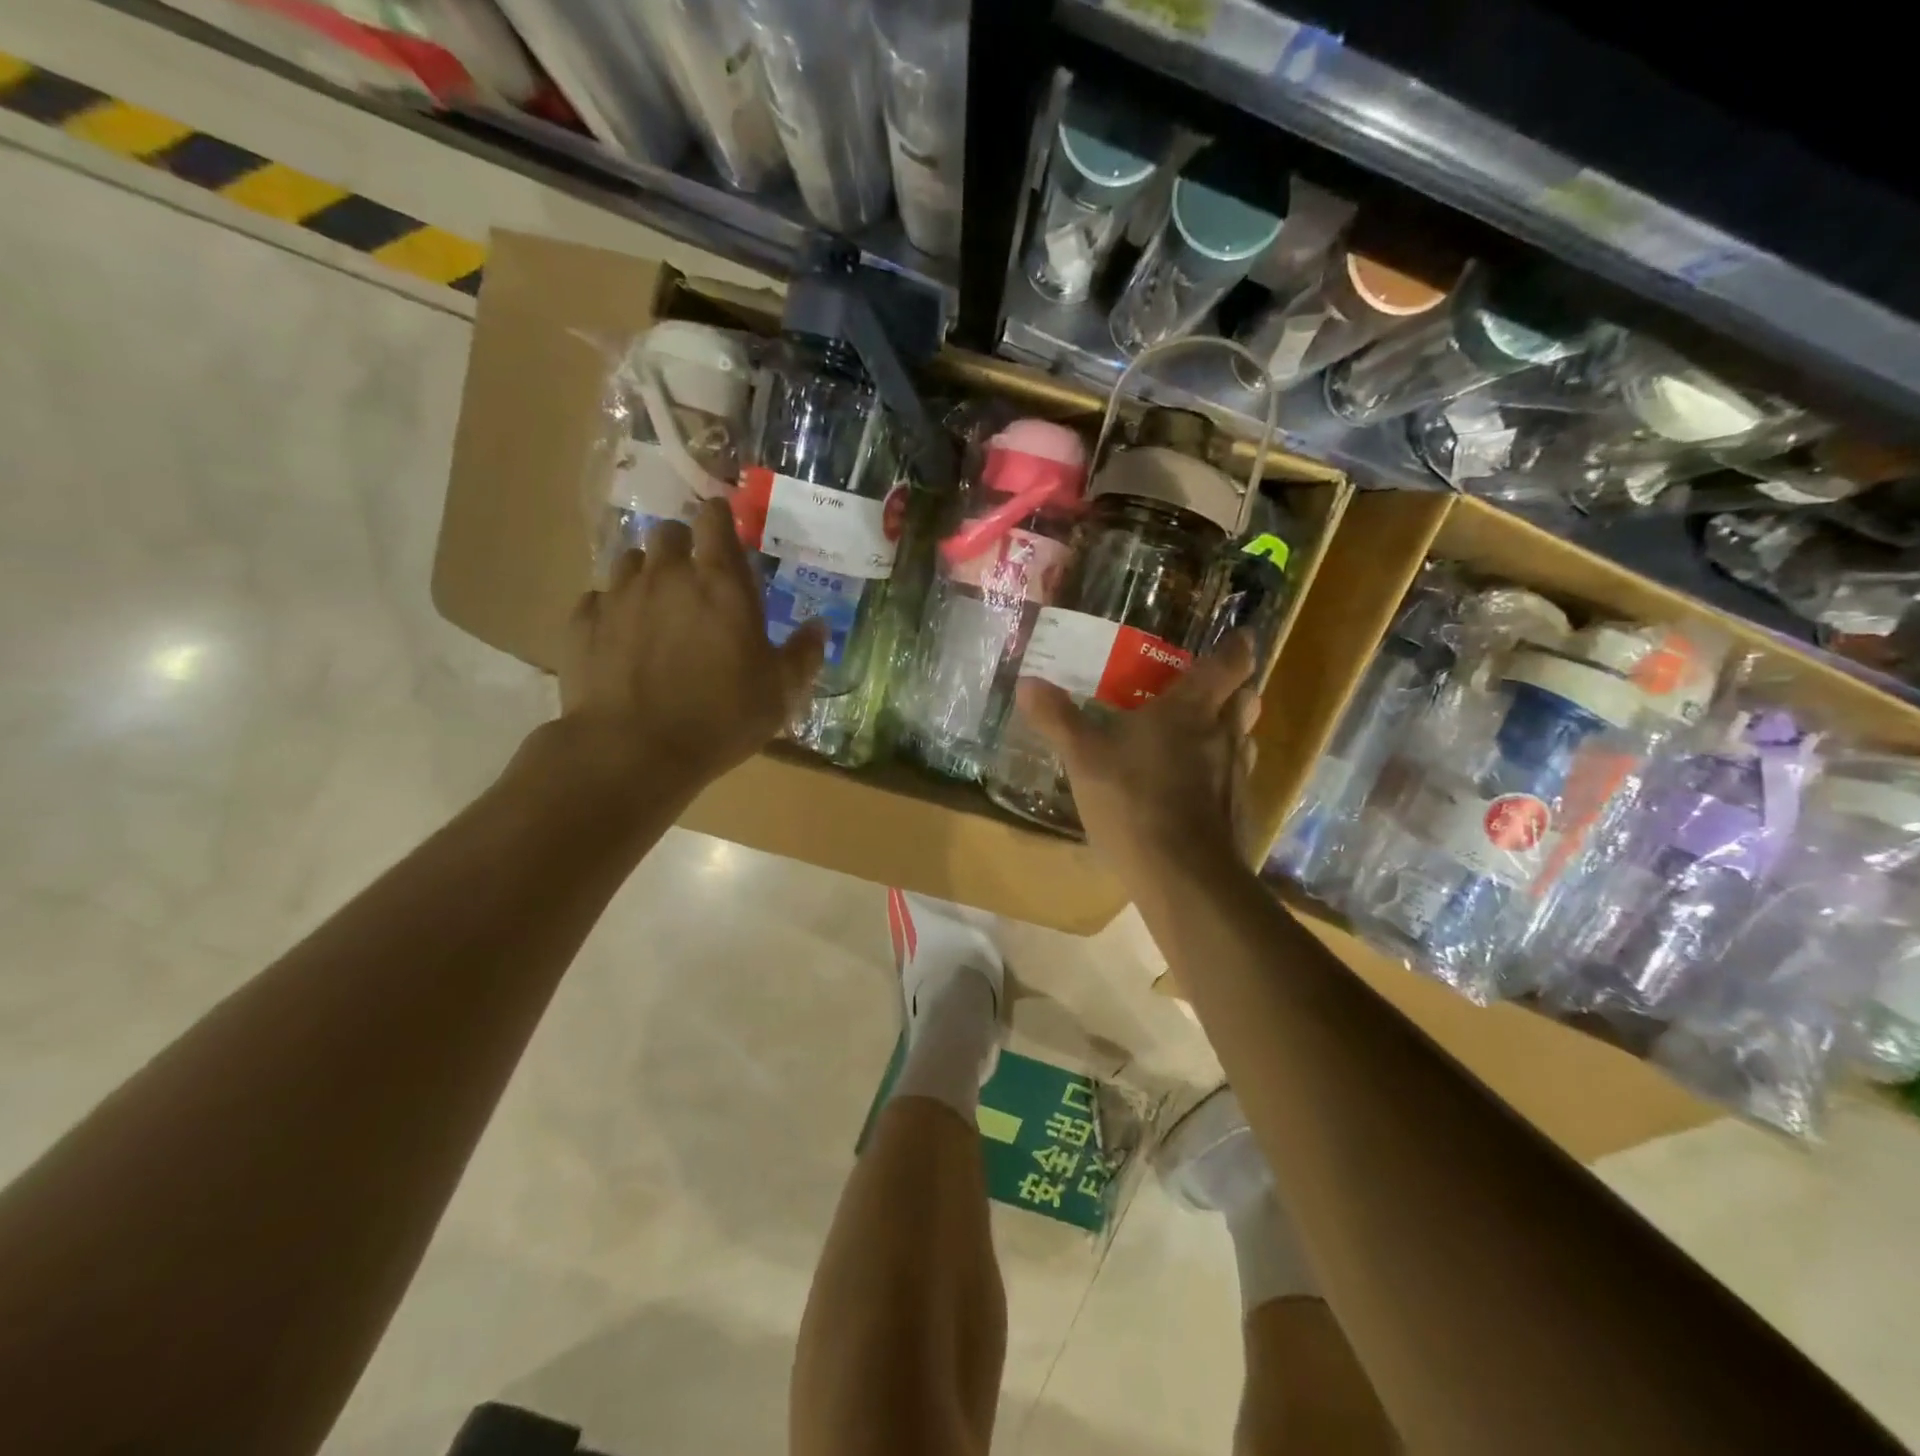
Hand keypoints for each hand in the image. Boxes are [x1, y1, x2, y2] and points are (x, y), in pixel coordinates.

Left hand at [557, 499, 826, 795]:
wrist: (632, 750)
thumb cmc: (720, 718)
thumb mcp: (779, 694)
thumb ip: (803, 655)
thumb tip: (820, 627)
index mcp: (720, 583)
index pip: (715, 519)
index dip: (720, 519)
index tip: (725, 533)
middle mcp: (666, 575)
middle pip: (668, 532)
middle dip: (681, 547)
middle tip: (693, 581)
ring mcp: (618, 595)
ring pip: (628, 561)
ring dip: (645, 575)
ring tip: (655, 610)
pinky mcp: (582, 622)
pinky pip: (597, 599)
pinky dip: (611, 611)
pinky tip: (620, 640)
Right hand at [1015, 630, 1260, 886]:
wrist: (1183, 875)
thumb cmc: (1133, 801)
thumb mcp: (1084, 759)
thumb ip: (1058, 719)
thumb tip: (1027, 683)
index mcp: (1192, 709)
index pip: (1230, 663)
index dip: (1236, 647)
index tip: (1236, 638)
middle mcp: (1225, 734)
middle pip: (1247, 698)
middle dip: (1235, 688)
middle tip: (1207, 689)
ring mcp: (1237, 775)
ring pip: (1244, 739)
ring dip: (1230, 730)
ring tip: (1199, 735)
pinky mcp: (1238, 811)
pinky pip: (1235, 778)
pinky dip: (1220, 773)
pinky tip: (1193, 788)